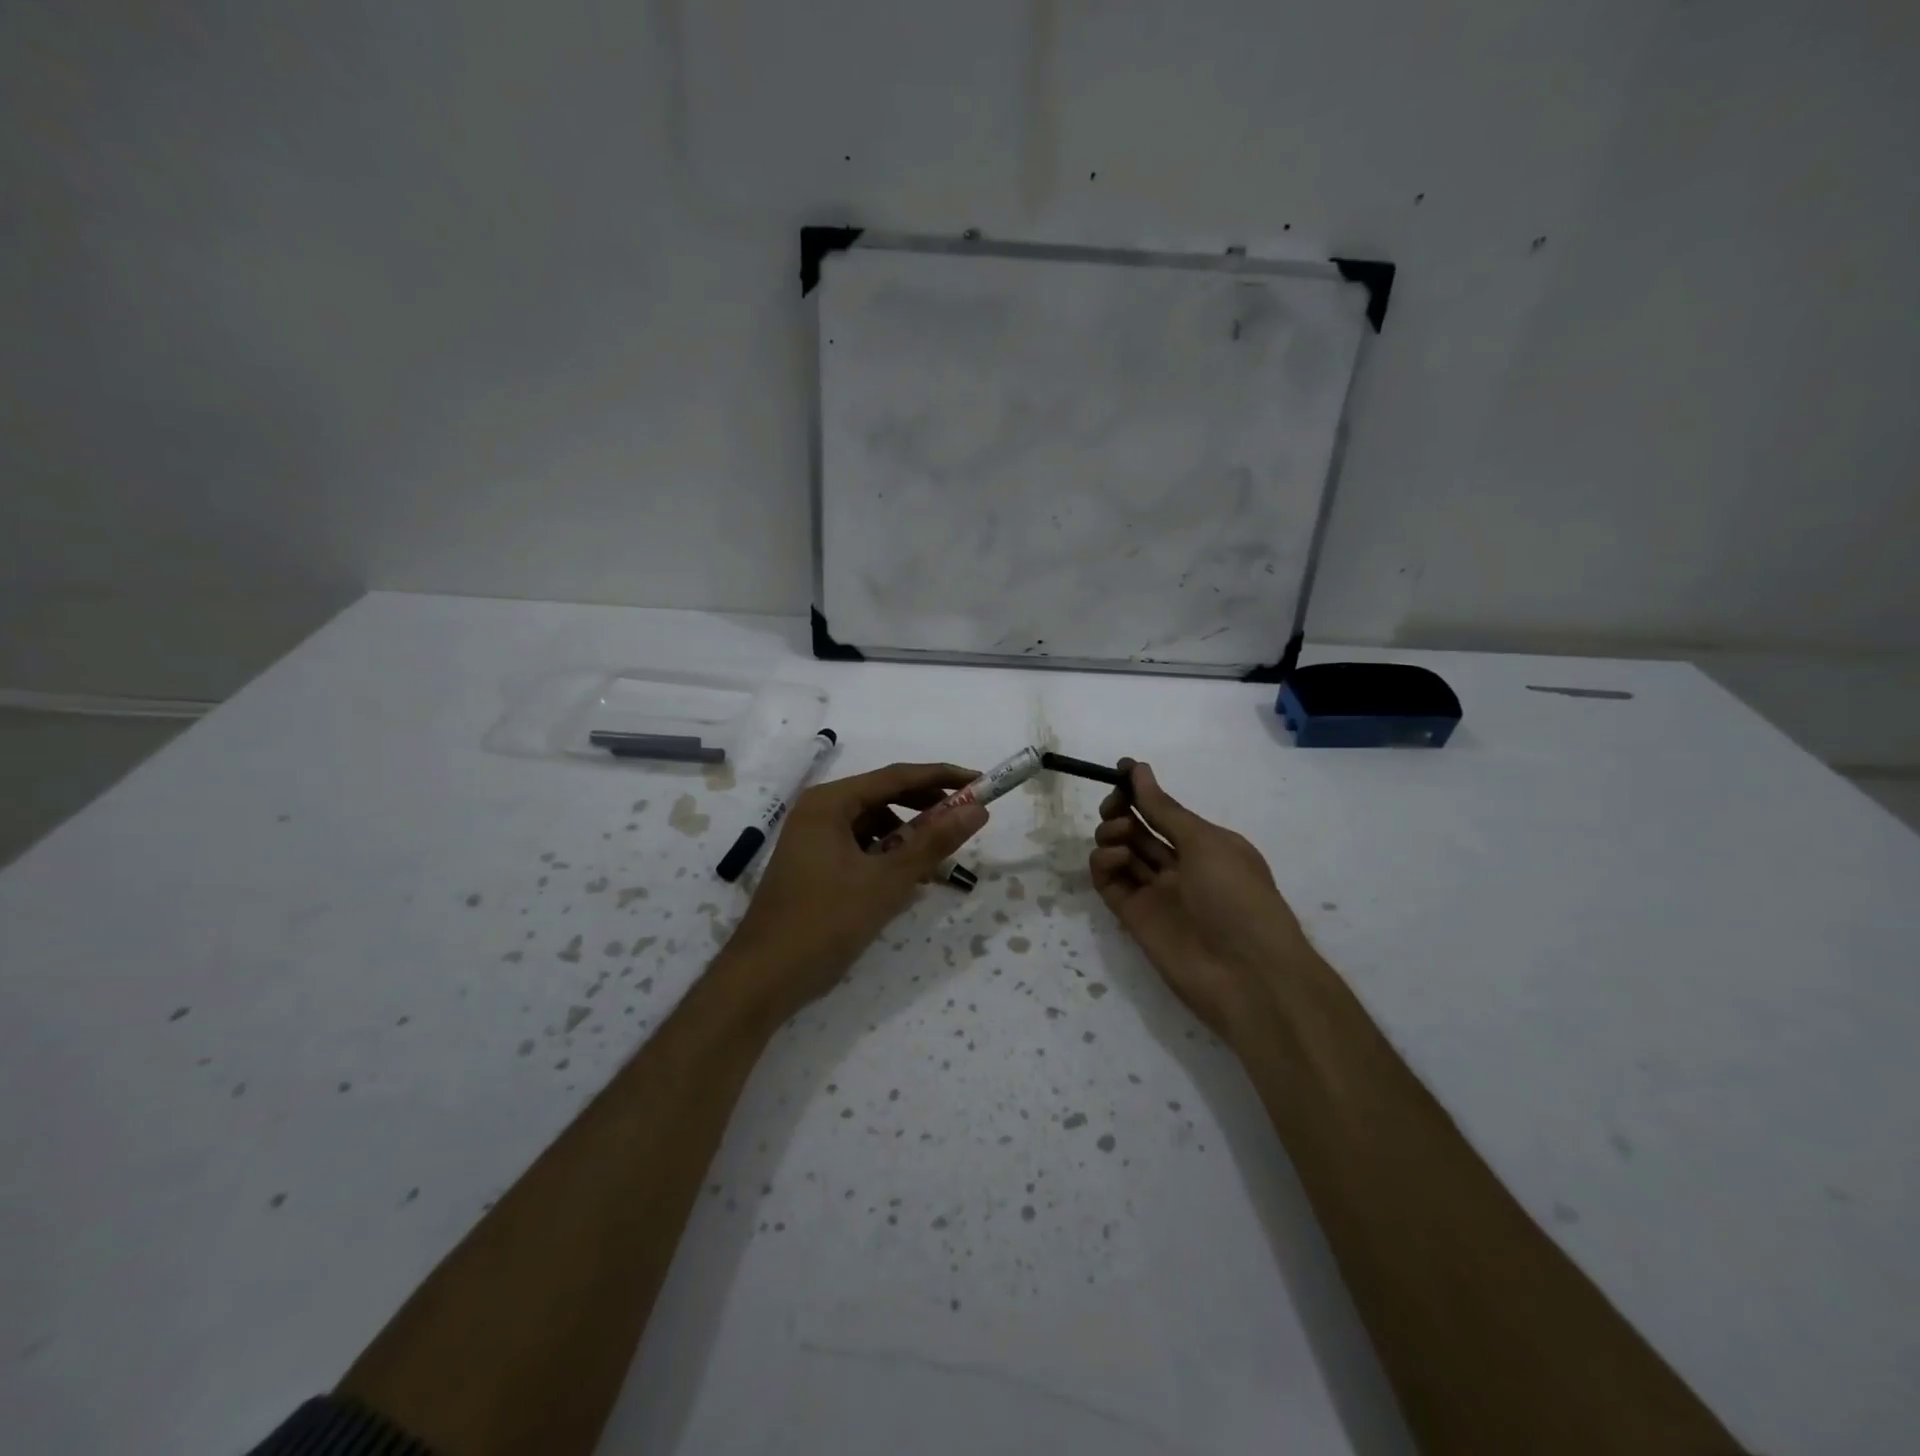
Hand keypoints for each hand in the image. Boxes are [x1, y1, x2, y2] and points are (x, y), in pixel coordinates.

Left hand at [717, 762, 989, 1024]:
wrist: (763, 979)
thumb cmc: (825, 922)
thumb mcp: (888, 881)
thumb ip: (934, 842)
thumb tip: (977, 809)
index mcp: (830, 802)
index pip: (897, 776)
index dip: (943, 778)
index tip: (981, 783)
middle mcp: (819, 811)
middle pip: (884, 796)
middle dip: (926, 808)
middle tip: (966, 820)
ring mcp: (813, 838)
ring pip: (873, 825)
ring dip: (908, 837)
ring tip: (938, 862)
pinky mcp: (814, 865)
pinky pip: (860, 848)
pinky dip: (887, 857)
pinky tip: (907, 881)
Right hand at [1089, 759, 1315, 1040]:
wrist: (1246, 974)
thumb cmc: (1237, 896)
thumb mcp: (1206, 842)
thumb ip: (1164, 809)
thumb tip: (1139, 770)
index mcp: (1205, 844)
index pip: (1164, 810)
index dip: (1141, 789)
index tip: (1119, 769)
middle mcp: (1179, 865)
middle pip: (1139, 829)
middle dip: (1122, 809)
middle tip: (1115, 804)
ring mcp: (1155, 892)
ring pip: (1121, 852)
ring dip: (1113, 833)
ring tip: (1119, 835)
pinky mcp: (1133, 916)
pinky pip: (1110, 882)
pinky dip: (1105, 864)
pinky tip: (1114, 858)